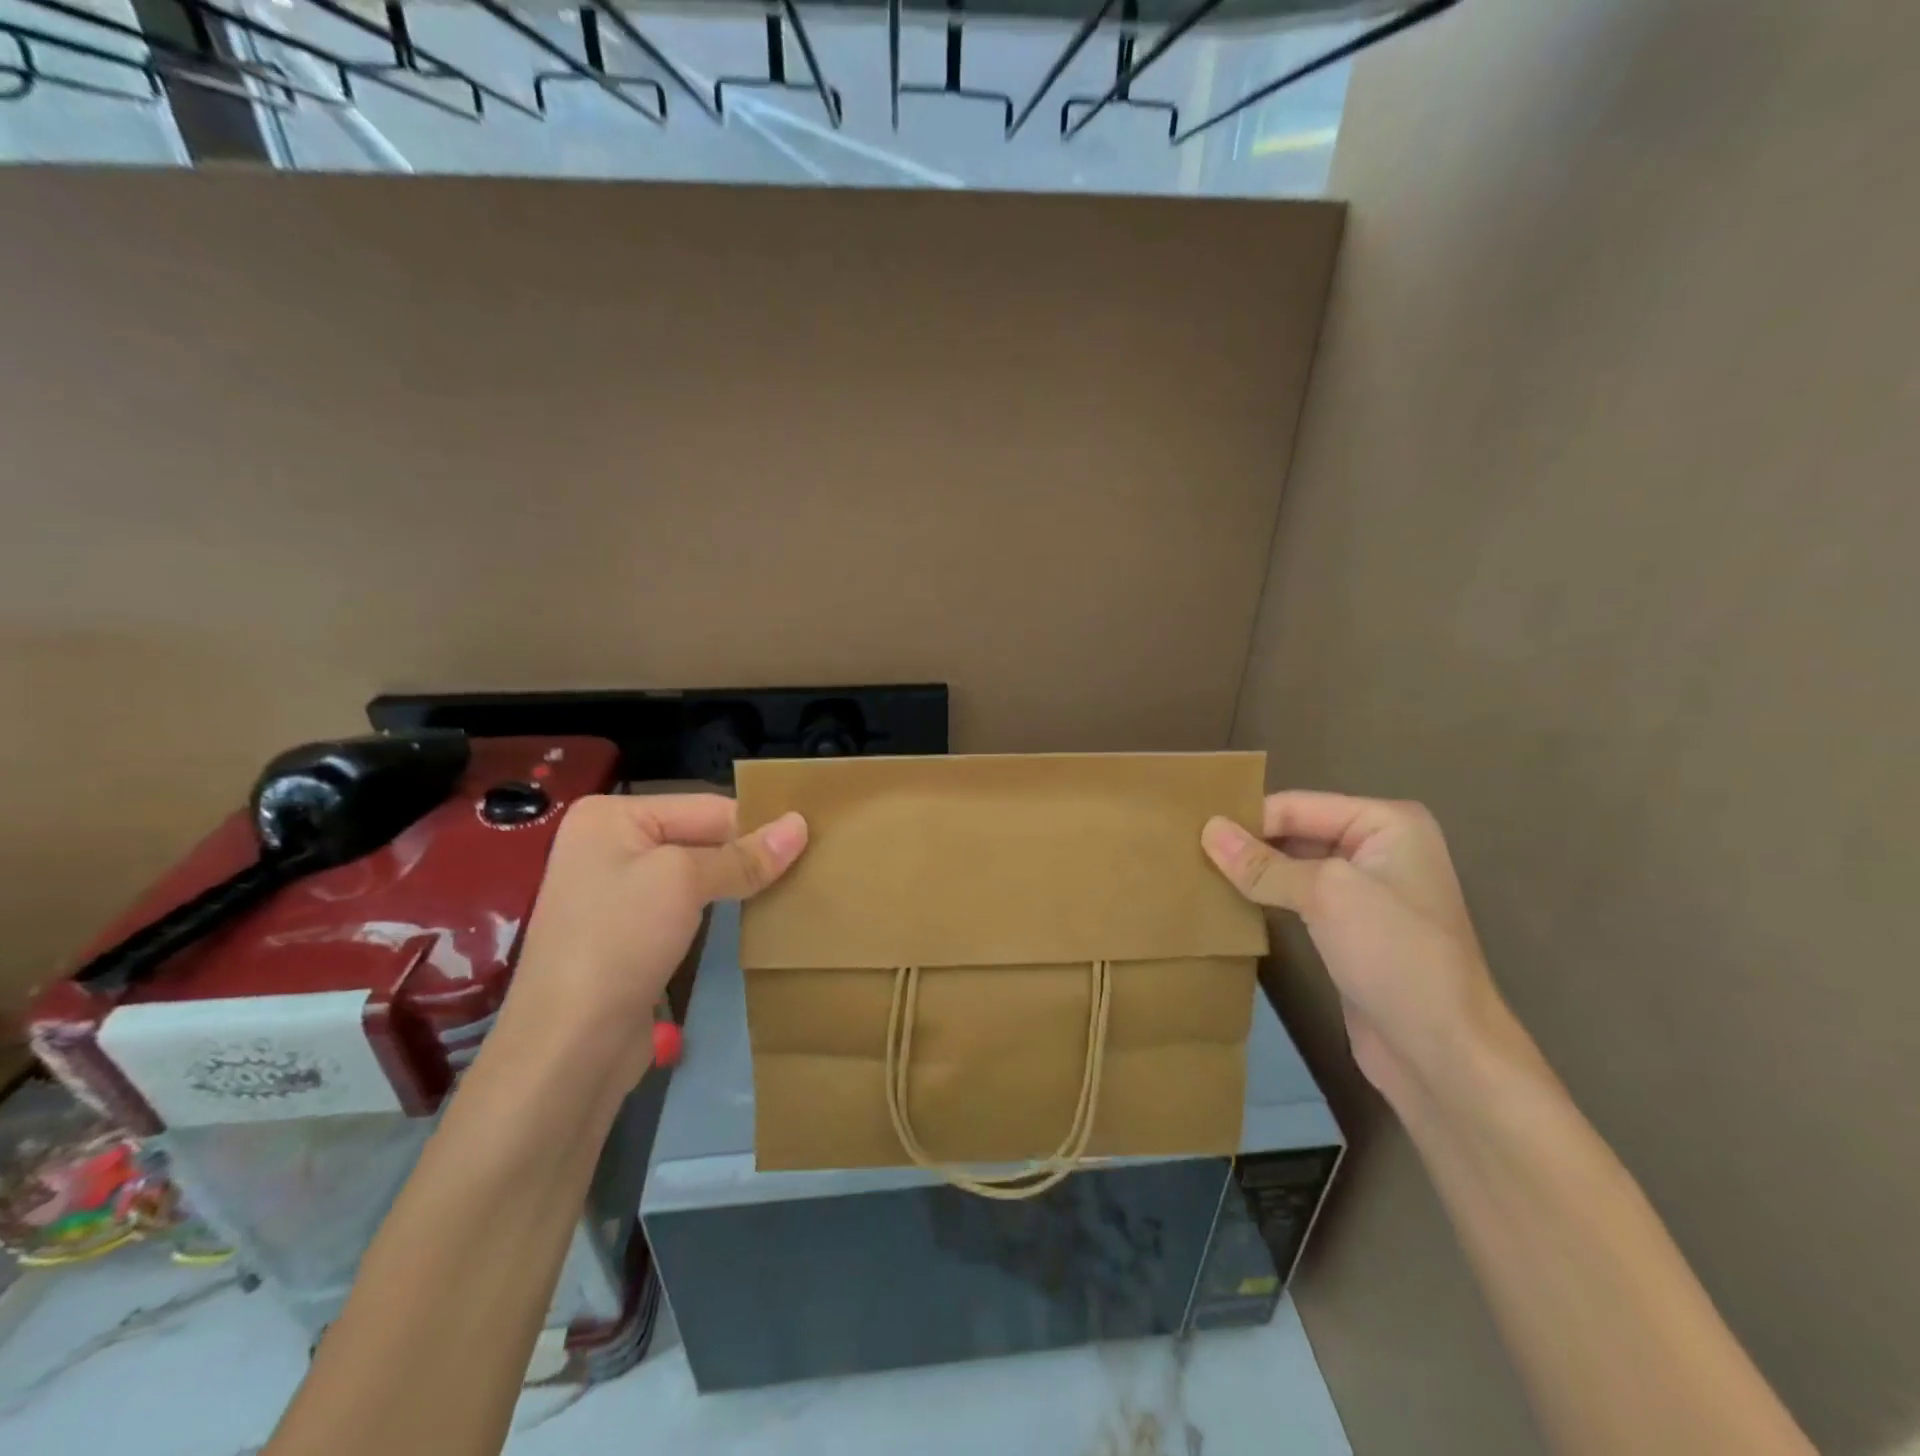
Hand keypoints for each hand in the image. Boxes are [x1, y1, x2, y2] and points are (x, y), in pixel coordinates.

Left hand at [501, 794, 806, 1085]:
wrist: (568, 1047)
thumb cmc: (619, 942)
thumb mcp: (684, 882)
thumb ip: (744, 855)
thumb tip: (800, 824)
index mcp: (610, 815)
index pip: (705, 806)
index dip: (757, 823)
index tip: (813, 838)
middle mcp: (608, 845)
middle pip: (700, 836)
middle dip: (748, 852)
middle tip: (811, 861)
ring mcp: (615, 892)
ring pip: (696, 873)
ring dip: (738, 881)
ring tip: (793, 885)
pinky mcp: (628, 933)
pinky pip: (685, 905)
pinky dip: (719, 907)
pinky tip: (755, 914)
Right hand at [1202, 793, 1512, 1106]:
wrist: (1443, 1054)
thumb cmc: (1395, 955)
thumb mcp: (1325, 895)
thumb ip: (1263, 863)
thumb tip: (1207, 830)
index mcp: (1387, 823)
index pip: (1298, 806)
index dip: (1246, 819)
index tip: (1188, 831)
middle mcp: (1379, 848)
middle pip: (1295, 832)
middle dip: (1247, 844)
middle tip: (1185, 851)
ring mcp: (1366, 891)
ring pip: (1293, 867)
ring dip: (1252, 872)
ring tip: (1196, 872)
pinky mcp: (1350, 930)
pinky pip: (1297, 900)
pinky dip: (1265, 898)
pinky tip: (1227, 902)